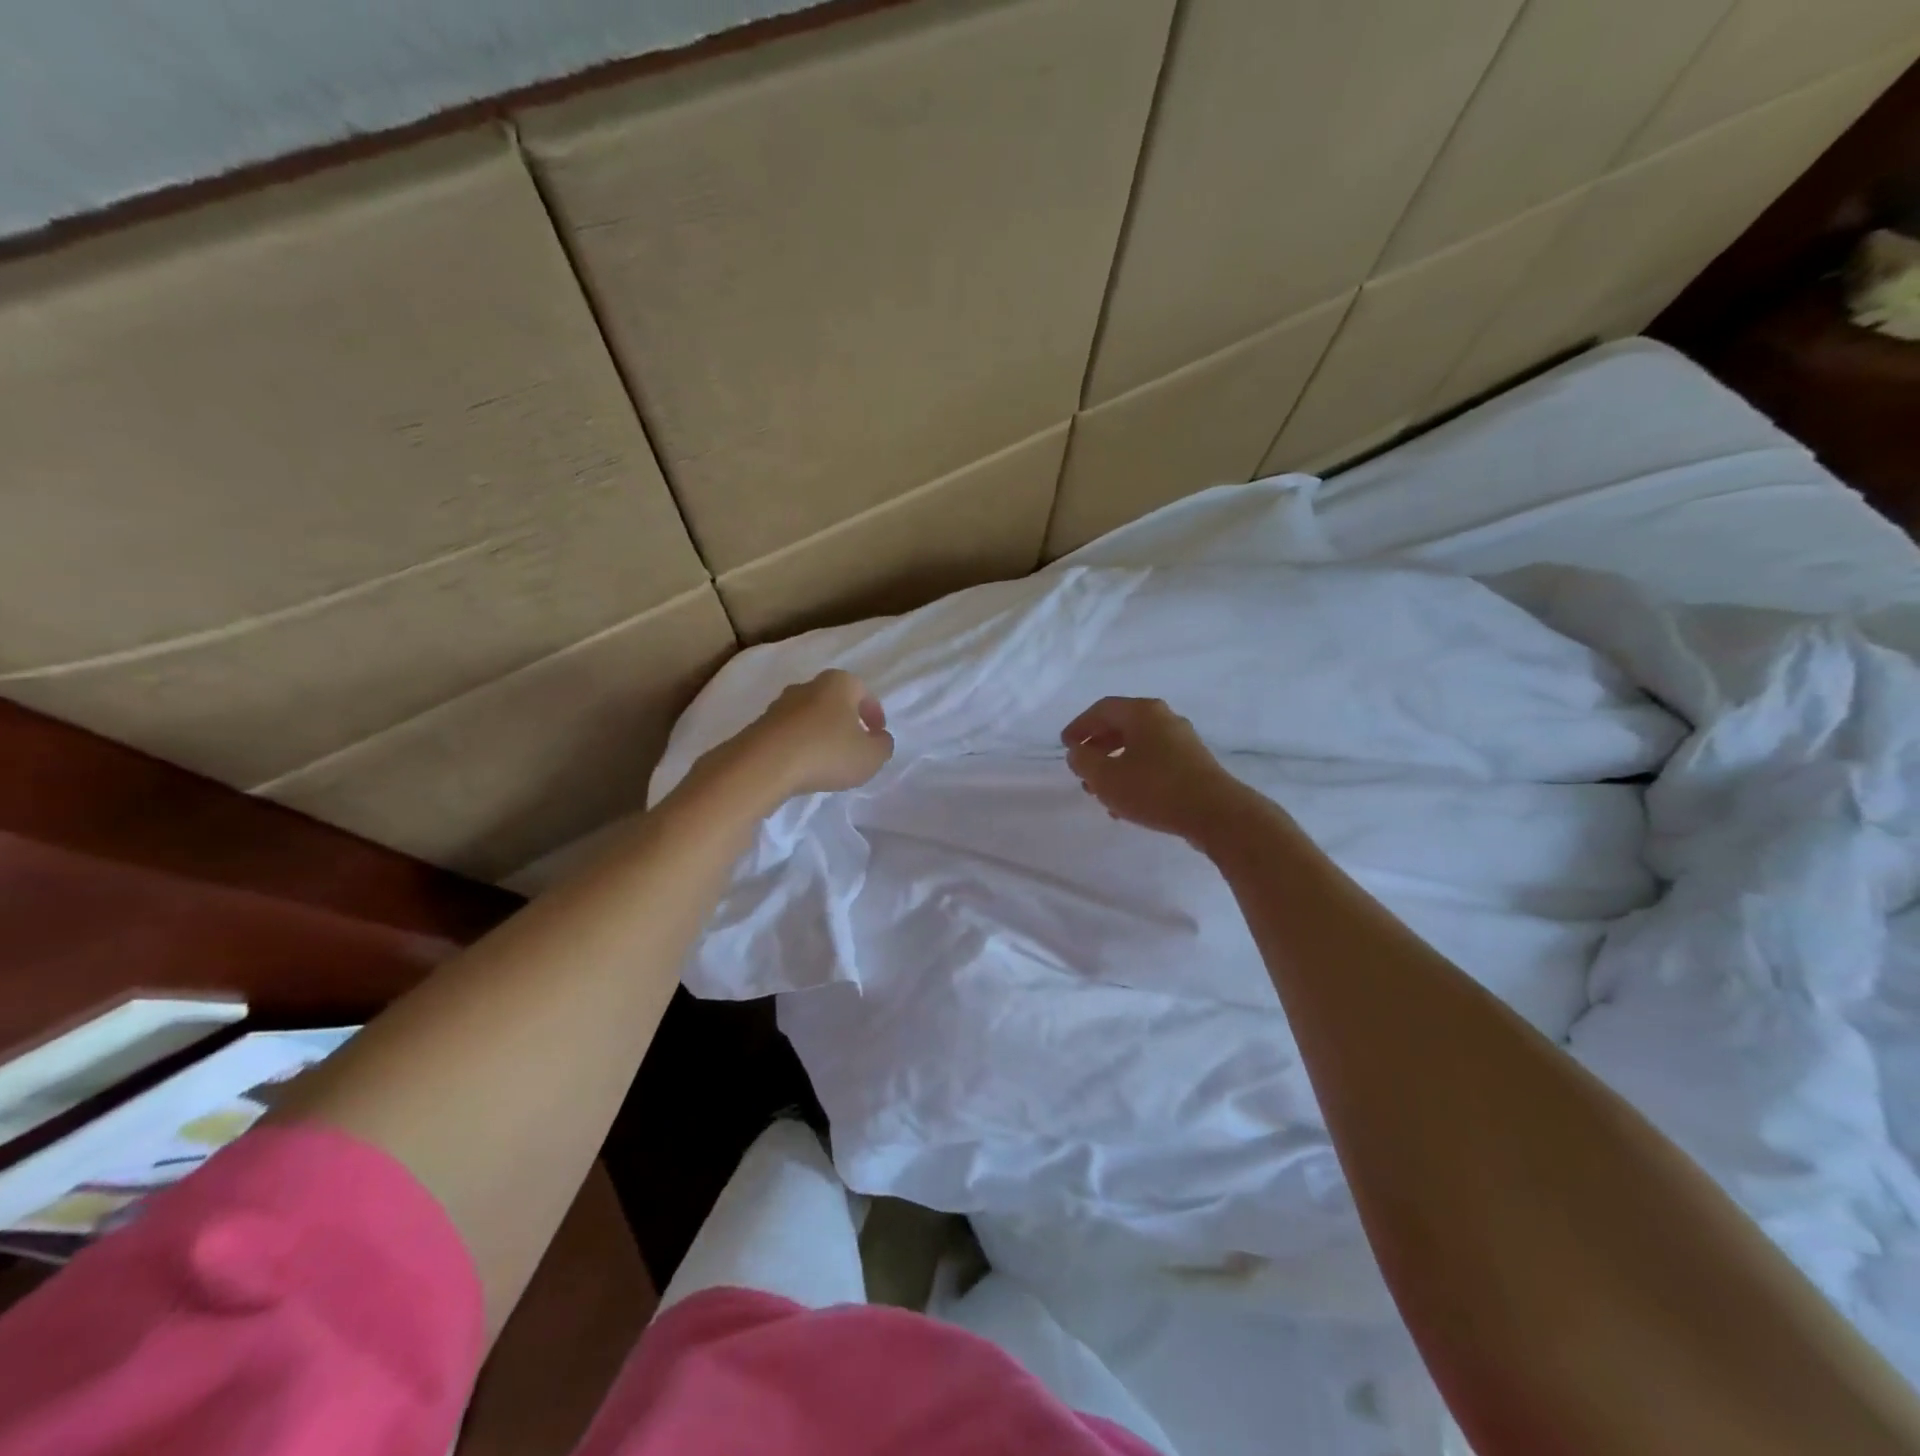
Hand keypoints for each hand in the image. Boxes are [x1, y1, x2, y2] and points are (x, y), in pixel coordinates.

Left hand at [705, 669, 894, 806]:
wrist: (763, 765)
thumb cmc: (826, 753)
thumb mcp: (872, 756)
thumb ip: (883, 745)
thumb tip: (878, 739)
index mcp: (838, 683)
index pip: (864, 692)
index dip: (874, 714)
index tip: (877, 735)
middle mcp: (807, 686)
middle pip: (834, 701)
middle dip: (845, 721)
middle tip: (854, 745)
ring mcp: (779, 705)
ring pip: (809, 716)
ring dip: (820, 734)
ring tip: (827, 760)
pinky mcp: (759, 726)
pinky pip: (788, 734)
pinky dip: (799, 746)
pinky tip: (803, 766)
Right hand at [1062, 697, 1249, 843]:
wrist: (1216, 813)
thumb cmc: (1154, 789)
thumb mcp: (1106, 778)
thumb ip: (1084, 761)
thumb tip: (1077, 752)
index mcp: (1142, 712)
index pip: (1102, 709)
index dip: (1079, 726)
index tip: (1065, 746)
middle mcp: (1164, 719)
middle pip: (1121, 726)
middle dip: (1097, 748)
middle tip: (1081, 769)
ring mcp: (1182, 741)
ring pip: (1138, 747)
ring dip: (1114, 766)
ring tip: (1099, 792)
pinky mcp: (1193, 764)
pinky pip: (1154, 763)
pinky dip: (1134, 776)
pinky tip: (1125, 805)